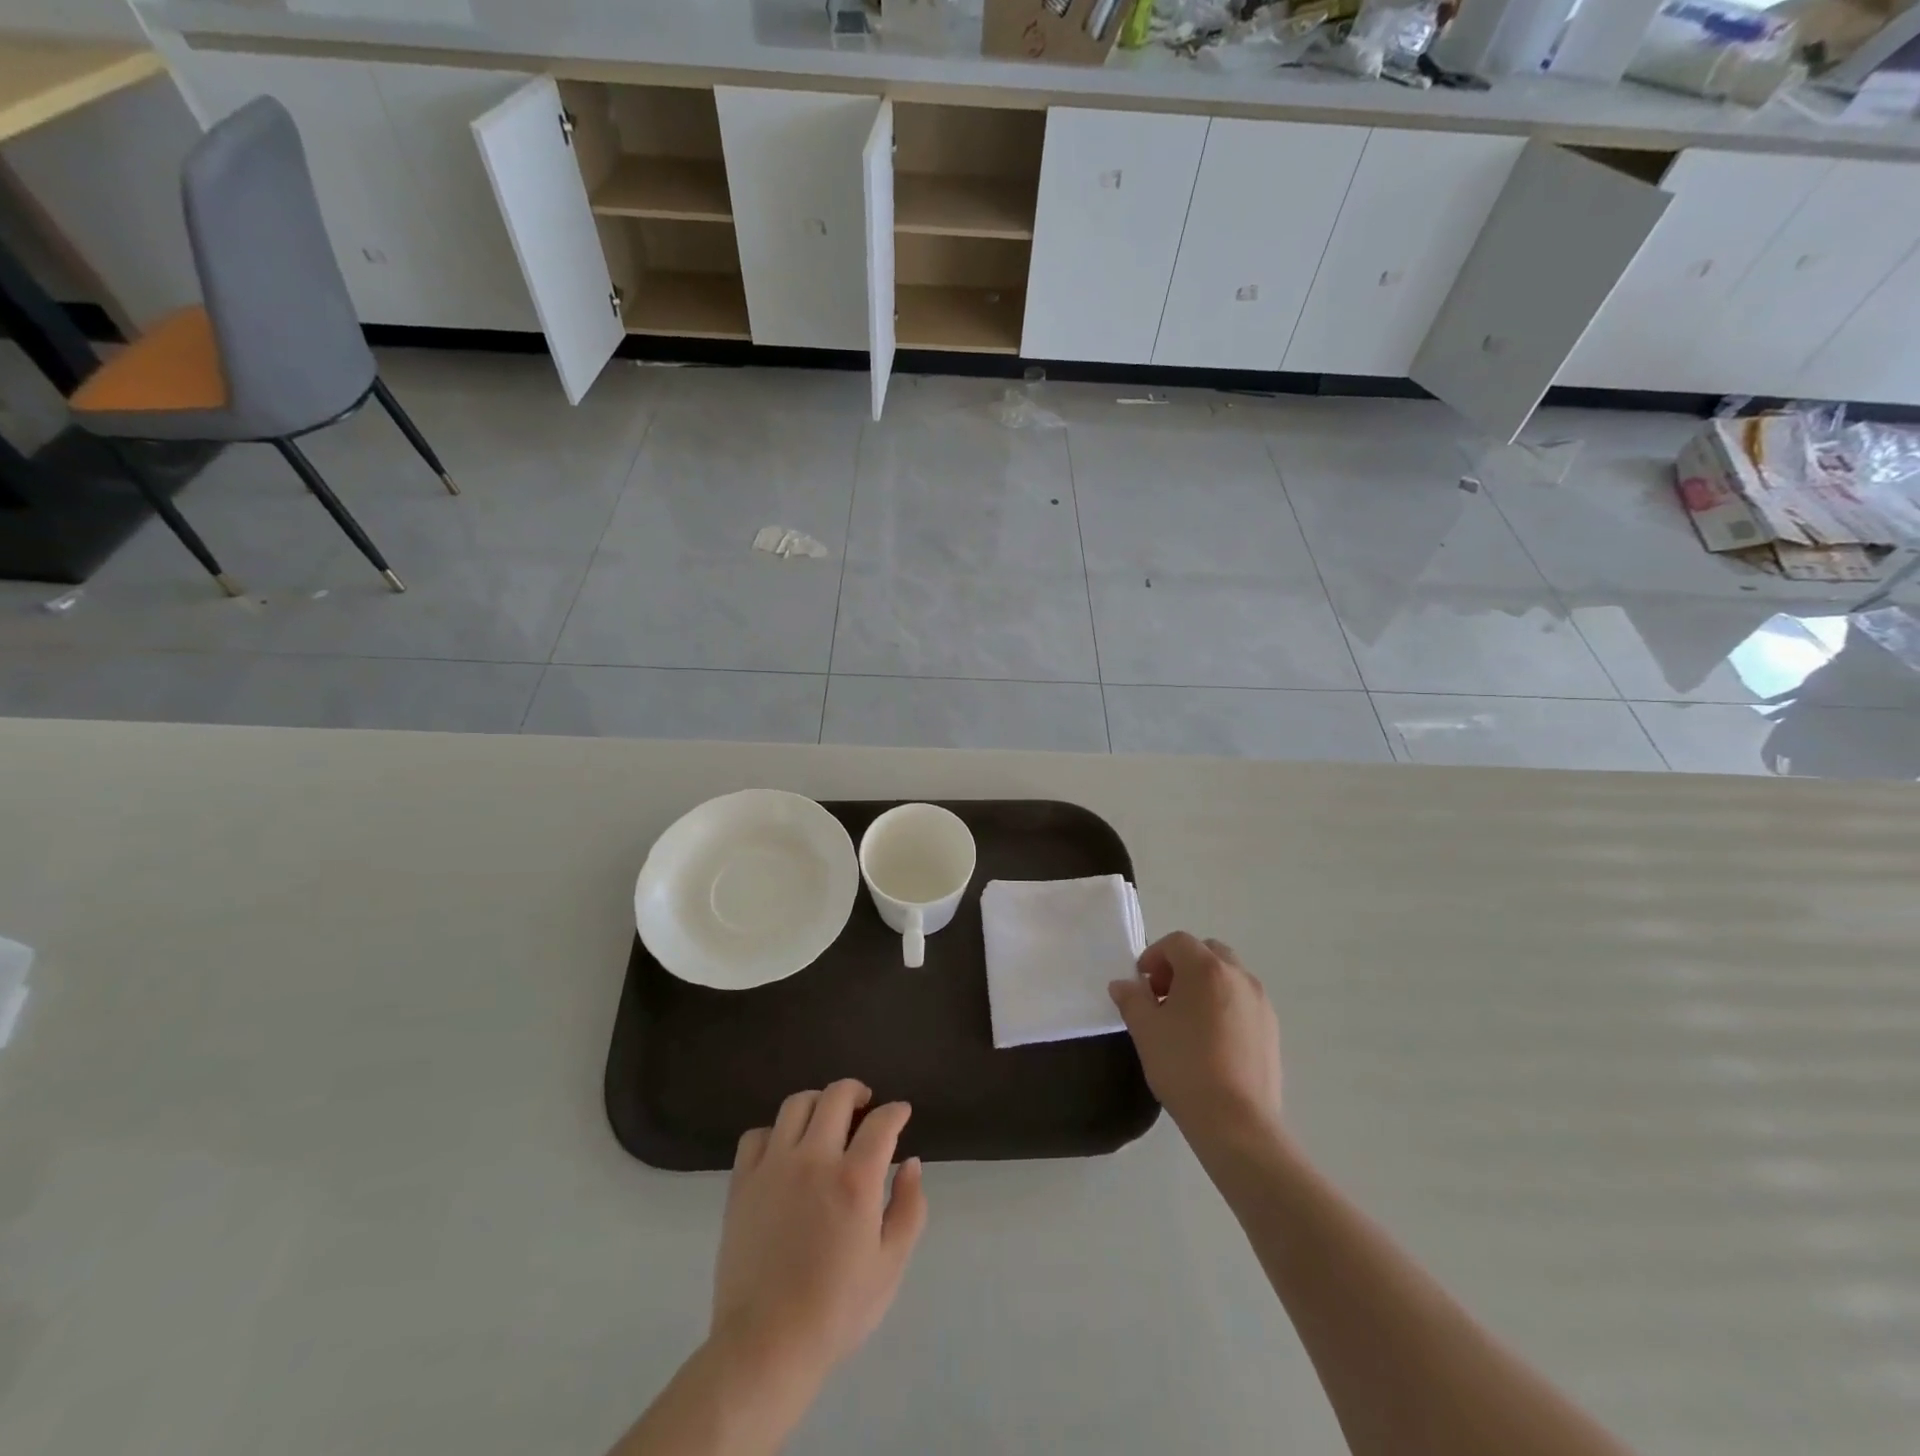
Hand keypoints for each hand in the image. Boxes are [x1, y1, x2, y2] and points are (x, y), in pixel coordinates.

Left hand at [711, 1080, 927, 1388]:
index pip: (881, 1122)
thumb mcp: (890, 1266)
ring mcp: (773, 1167)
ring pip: (796, 1104)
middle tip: (864, 1106)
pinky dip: (775, 1133)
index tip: (901, 1113)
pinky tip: (784, 1151)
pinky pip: (757, 1135)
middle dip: (857, 1092)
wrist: (766, 1346)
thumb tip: (910, 1163)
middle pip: (836, 1096)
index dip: (896, 1112)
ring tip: (825, 1120)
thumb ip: (908, 1208)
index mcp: (855, 1179)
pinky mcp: (742, 1182)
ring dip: (818, 1103)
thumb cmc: (836, 1310)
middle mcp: (814, 1159)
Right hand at [1109, 932, 1282, 1145]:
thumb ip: (1131, 999)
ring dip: (1205, 985)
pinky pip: (1243, 1001)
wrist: (1236, 1121)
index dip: (1154, 956)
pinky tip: (1211, 1040)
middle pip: (1207, 952)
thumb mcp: (1145, 1030)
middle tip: (1164, 997)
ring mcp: (1260, 1002)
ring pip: (1228, 976)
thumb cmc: (1184, 1066)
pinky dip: (1224, 1005)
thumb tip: (1123, 985)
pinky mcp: (1272, 1028)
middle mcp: (1238, 976)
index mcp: (1206, 969)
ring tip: (1187, 1021)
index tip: (1143, 985)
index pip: (1177, 942)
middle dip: (1182, 966)